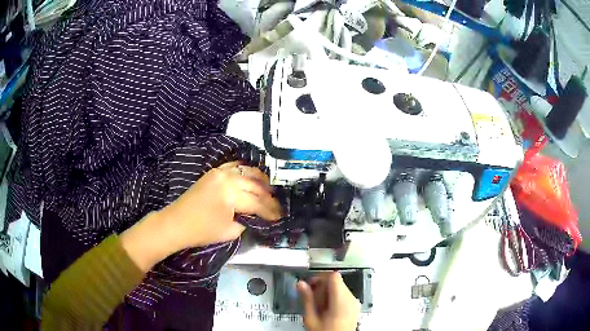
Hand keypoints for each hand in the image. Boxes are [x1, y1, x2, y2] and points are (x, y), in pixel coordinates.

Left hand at [158, 161, 281, 248]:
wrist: (176, 223)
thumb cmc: (202, 231)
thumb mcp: (230, 231)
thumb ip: (247, 221)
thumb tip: (257, 216)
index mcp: (230, 194)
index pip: (257, 202)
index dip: (270, 211)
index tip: (280, 217)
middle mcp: (227, 178)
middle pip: (255, 186)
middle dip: (268, 197)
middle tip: (277, 206)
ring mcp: (219, 172)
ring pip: (246, 171)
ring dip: (260, 180)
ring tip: (269, 189)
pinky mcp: (213, 172)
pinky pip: (233, 166)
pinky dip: (245, 170)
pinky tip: (252, 176)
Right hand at [297, 272, 360, 330]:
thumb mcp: (311, 318)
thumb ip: (307, 299)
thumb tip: (300, 284)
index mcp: (341, 300)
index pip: (333, 276)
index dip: (320, 277)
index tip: (310, 285)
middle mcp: (351, 298)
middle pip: (337, 281)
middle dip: (322, 286)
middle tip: (311, 297)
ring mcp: (355, 303)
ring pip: (340, 287)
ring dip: (327, 292)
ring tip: (318, 306)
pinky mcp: (355, 307)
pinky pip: (344, 295)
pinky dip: (334, 298)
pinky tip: (326, 309)